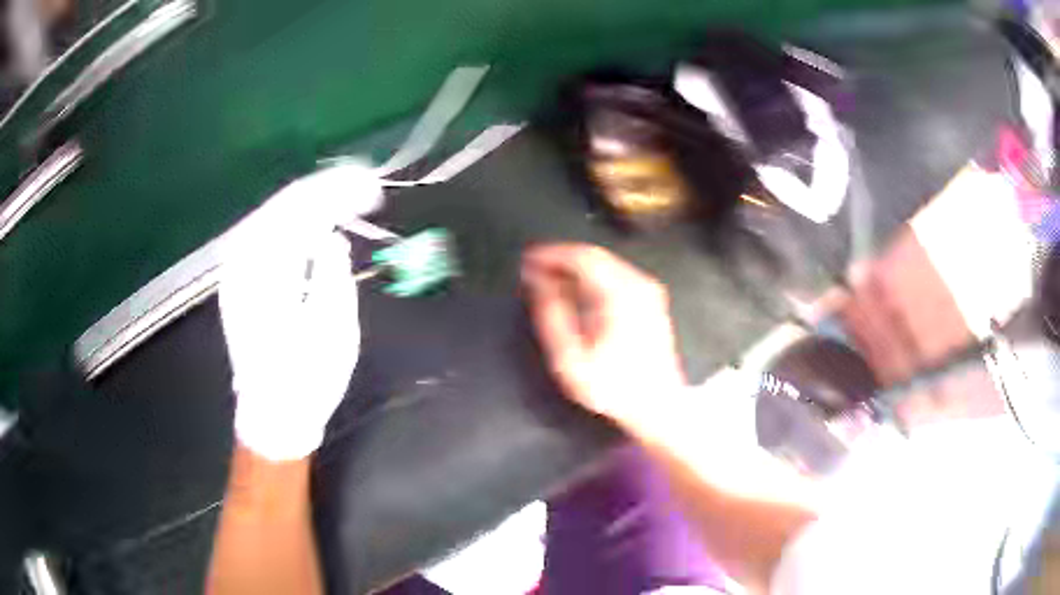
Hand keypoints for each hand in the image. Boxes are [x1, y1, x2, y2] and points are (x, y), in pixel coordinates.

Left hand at [219, 164, 379, 460]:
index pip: (301, 210)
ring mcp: (236, 270)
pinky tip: (313, 221)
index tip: (373, 189)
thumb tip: (333, 239)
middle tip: (365, 187)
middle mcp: (242, 262)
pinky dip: (294, 221)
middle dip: (327, 189)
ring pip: (273, 215)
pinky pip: (266, 233)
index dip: (339, 192)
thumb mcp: (333, 332)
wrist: (272, 415)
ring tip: (346, 198)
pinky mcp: (238, 280)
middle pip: (284, 204)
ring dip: (311, 201)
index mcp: (265, 273)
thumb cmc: (306, 381)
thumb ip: (333, 275)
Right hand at [521, 243, 686, 426]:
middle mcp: (638, 284)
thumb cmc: (612, 387)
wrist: (658, 405)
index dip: (550, 254)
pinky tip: (576, 292)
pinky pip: (616, 275)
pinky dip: (592, 277)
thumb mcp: (571, 359)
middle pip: (594, 256)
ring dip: (575, 267)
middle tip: (533, 270)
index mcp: (619, 294)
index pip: (581, 256)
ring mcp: (648, 290)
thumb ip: (551, 316)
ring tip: (548, 280)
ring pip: (605, 263)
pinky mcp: (651, 300)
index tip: (526, 260)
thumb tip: (537, 282)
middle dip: (561, 259)